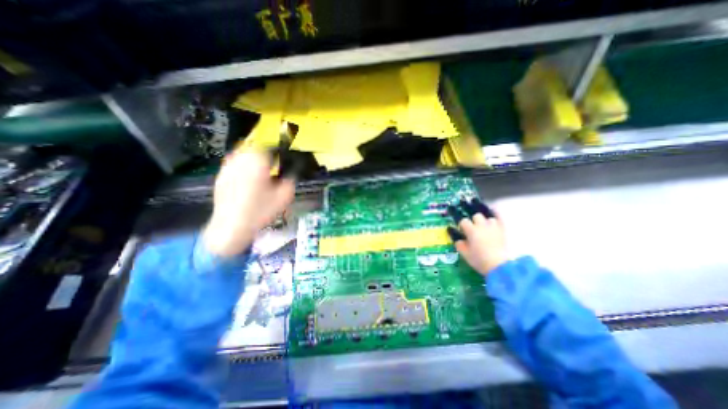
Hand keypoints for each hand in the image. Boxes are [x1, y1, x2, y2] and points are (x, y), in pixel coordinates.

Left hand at [200, 152, 293, 257]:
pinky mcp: (221, 175)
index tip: (283, 157)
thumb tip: (291, 171)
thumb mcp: (284, 197)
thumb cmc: (260, 211)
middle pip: (255, 146)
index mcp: (258, 163)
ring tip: (261, 168)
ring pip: (243, 153)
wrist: (232, 226)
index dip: (279, 150)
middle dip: (265, 152)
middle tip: (273, 162)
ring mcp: (228, 167)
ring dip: (253, 157)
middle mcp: (241, 160)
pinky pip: (234, 163)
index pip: (270, 146)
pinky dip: (242, 165)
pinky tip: (247, 177)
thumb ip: (290, 180)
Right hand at [447, 200, 507, 276]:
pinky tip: (493, 211)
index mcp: (471, 230)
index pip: (463, 221)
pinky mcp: (502, 229)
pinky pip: (499, 217)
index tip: (462, 230)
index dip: (462, 225)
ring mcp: (493, 226)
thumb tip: (452, 231)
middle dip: (473, 220)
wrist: (500, 266)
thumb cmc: (479, 260)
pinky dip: (496, 213)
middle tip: (473, 228)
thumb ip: (457, 242)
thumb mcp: (464, 253)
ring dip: (484, 220)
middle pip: (476, 215)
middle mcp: (482, 225)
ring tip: (483, 225)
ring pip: (487, 216)